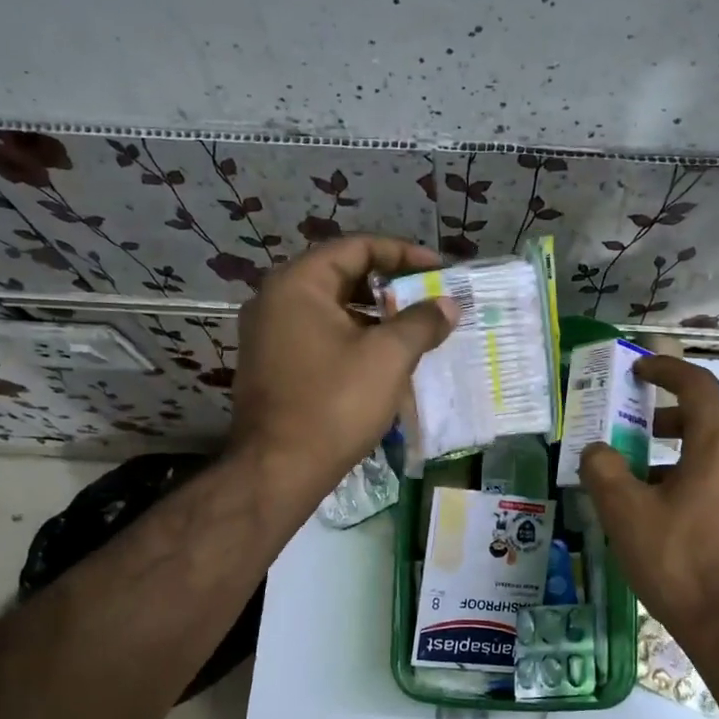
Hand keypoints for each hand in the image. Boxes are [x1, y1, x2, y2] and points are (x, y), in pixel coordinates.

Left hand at [227, 236, 455, 502]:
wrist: (278, 470)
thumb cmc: (334, 404)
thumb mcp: (388, 358)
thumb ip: (421, 322)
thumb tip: (448, 304)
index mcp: (298, 284)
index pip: (357, 248)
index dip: (404, 254)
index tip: (439, 271)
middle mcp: (276, 300)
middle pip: (343, 276)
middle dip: (392, 288)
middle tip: (430, 301)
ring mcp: (269, 335)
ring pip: (333, 310)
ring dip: (375, 317)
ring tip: (415, 332)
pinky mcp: (273, 366)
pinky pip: (321, 337)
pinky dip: (354, 340)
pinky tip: (385, 361)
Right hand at [579, 356, 718, 639]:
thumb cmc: (680, 562)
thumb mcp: (625, 514)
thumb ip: (603, 471)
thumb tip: (595, 450)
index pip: (699, 386)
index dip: (667, 370)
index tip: (639, 370)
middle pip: (716, 415)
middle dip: (678, 412)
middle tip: (644, 426)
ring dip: (689, 446)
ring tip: (649, 473)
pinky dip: (703, 473)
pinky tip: (672, 509)